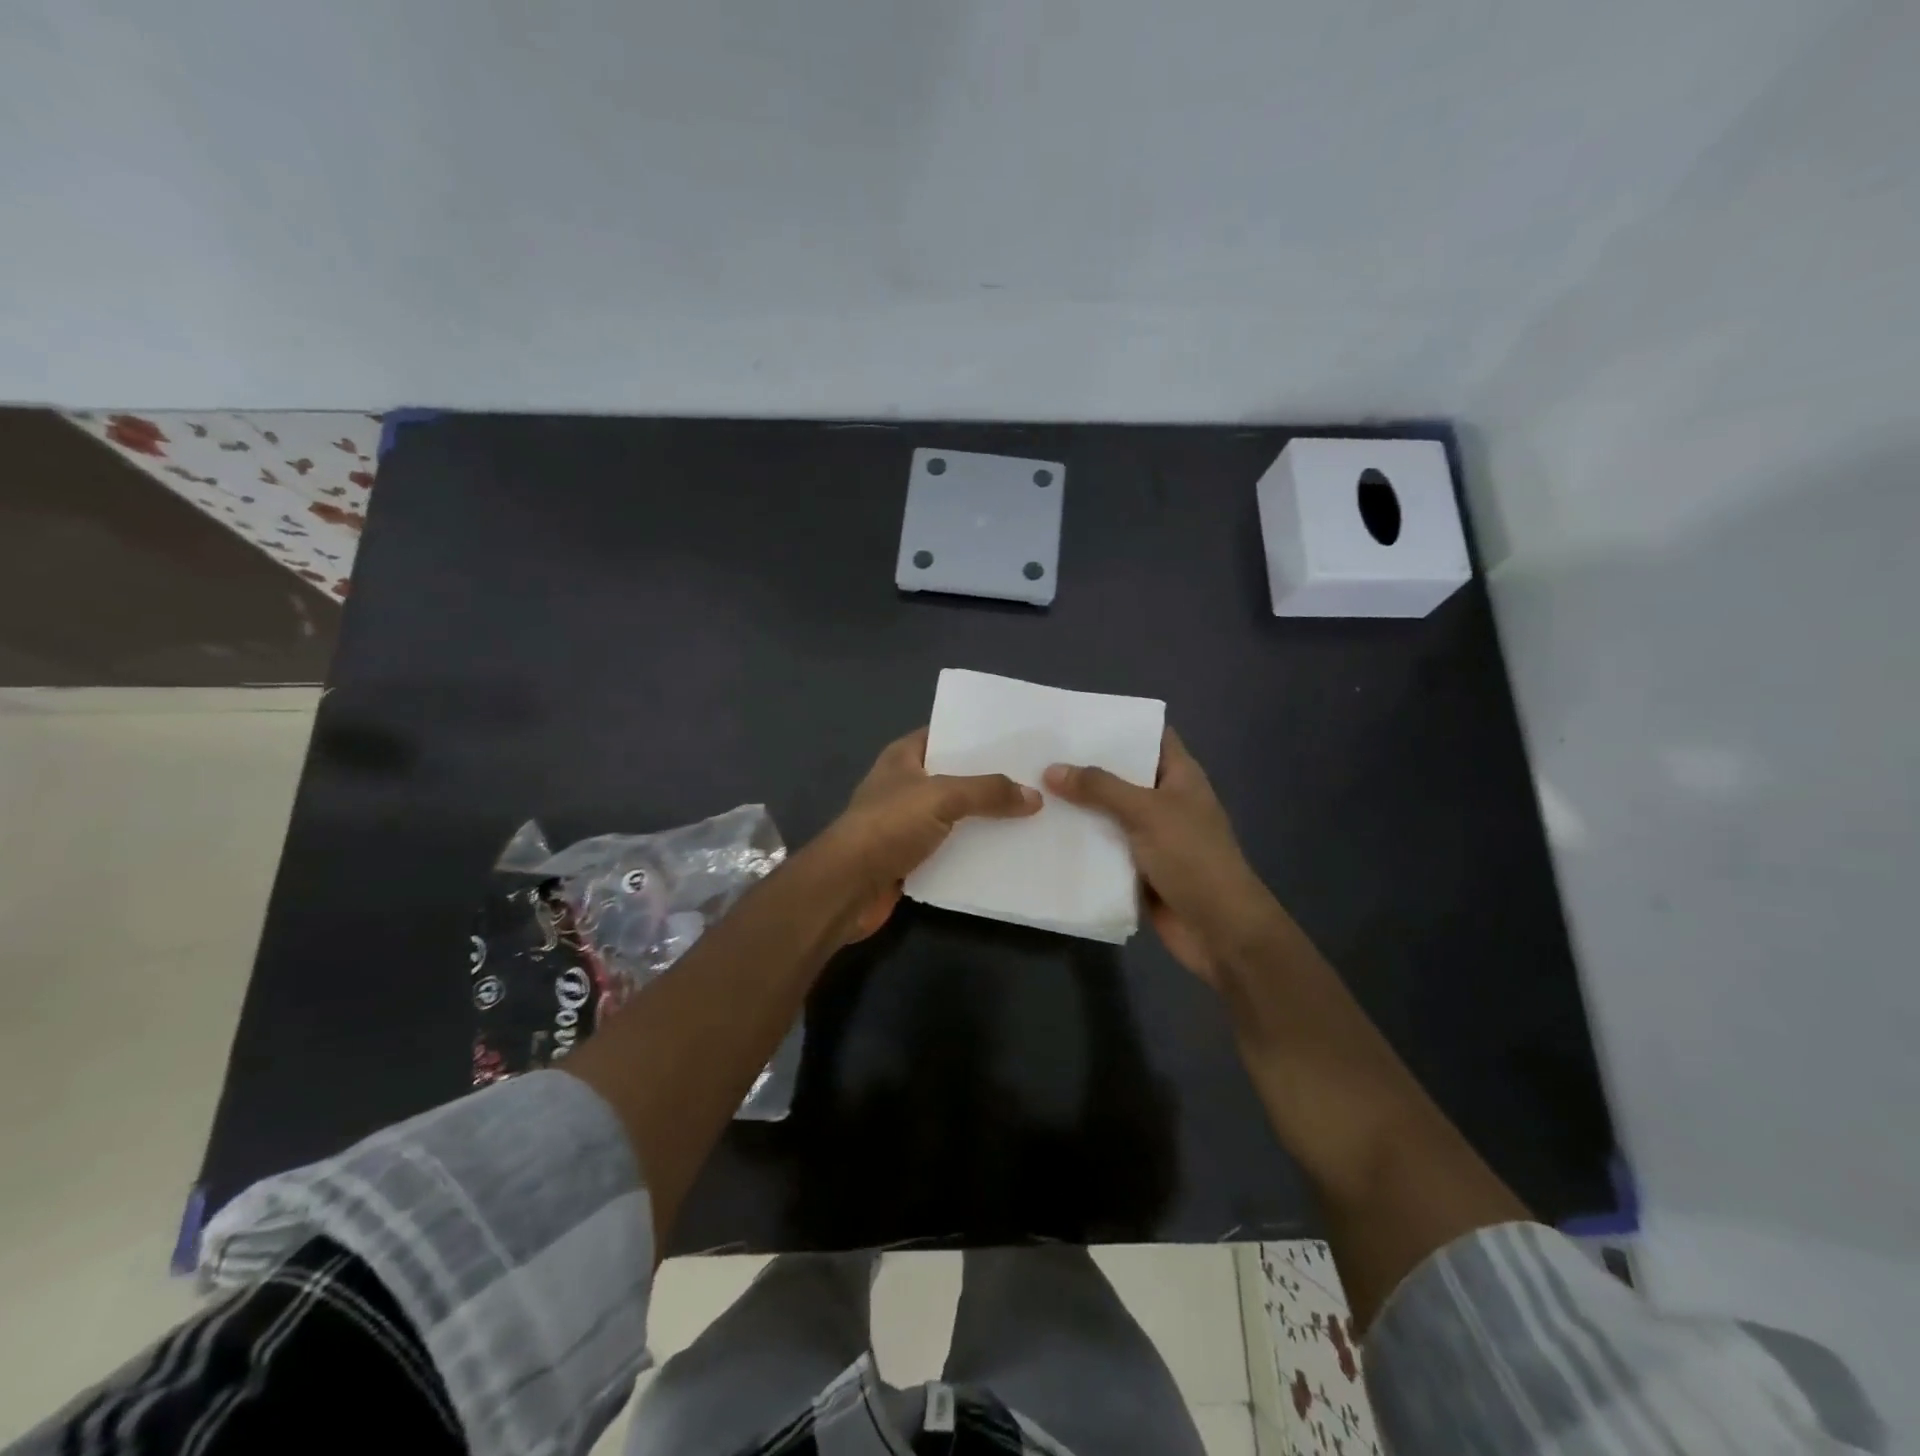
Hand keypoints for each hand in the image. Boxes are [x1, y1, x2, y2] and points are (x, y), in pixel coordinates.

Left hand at [825, 727, 1040, 941]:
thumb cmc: (889, 825)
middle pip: (955, 777)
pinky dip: (974, 852)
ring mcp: (907, 824)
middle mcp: (905, 786)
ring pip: (956, 816)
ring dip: (985, 819)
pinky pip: (951, 849)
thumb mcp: (941, 796)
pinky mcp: (912, 858)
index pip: (945, 734)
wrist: (848, 886)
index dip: (977, 735)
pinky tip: (1008, 852)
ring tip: (1033, 815)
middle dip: (990, 780)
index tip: (1016, 739)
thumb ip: (987, 791)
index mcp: (903, 758)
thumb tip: (1034, 796)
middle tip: (1035, 778)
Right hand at [1044, 728, 1276, 985]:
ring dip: (1076, 807)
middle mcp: (1164, 801)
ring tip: (1030, 786)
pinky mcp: (1136, 868)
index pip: (1150, 737)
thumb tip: (1052, 769)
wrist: (1219, 931)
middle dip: (1085, 766)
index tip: (1075, 718)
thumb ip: (1100, 788)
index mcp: (1179, 777)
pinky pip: (1102, 848)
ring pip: (1107, 814)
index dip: (1119, 725)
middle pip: (1121, 775)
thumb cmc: (1193, 858)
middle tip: (1038, 752)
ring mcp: (1150, 836)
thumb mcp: (1148, 812)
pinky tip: (1041, 832)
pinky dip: (1079, 843)